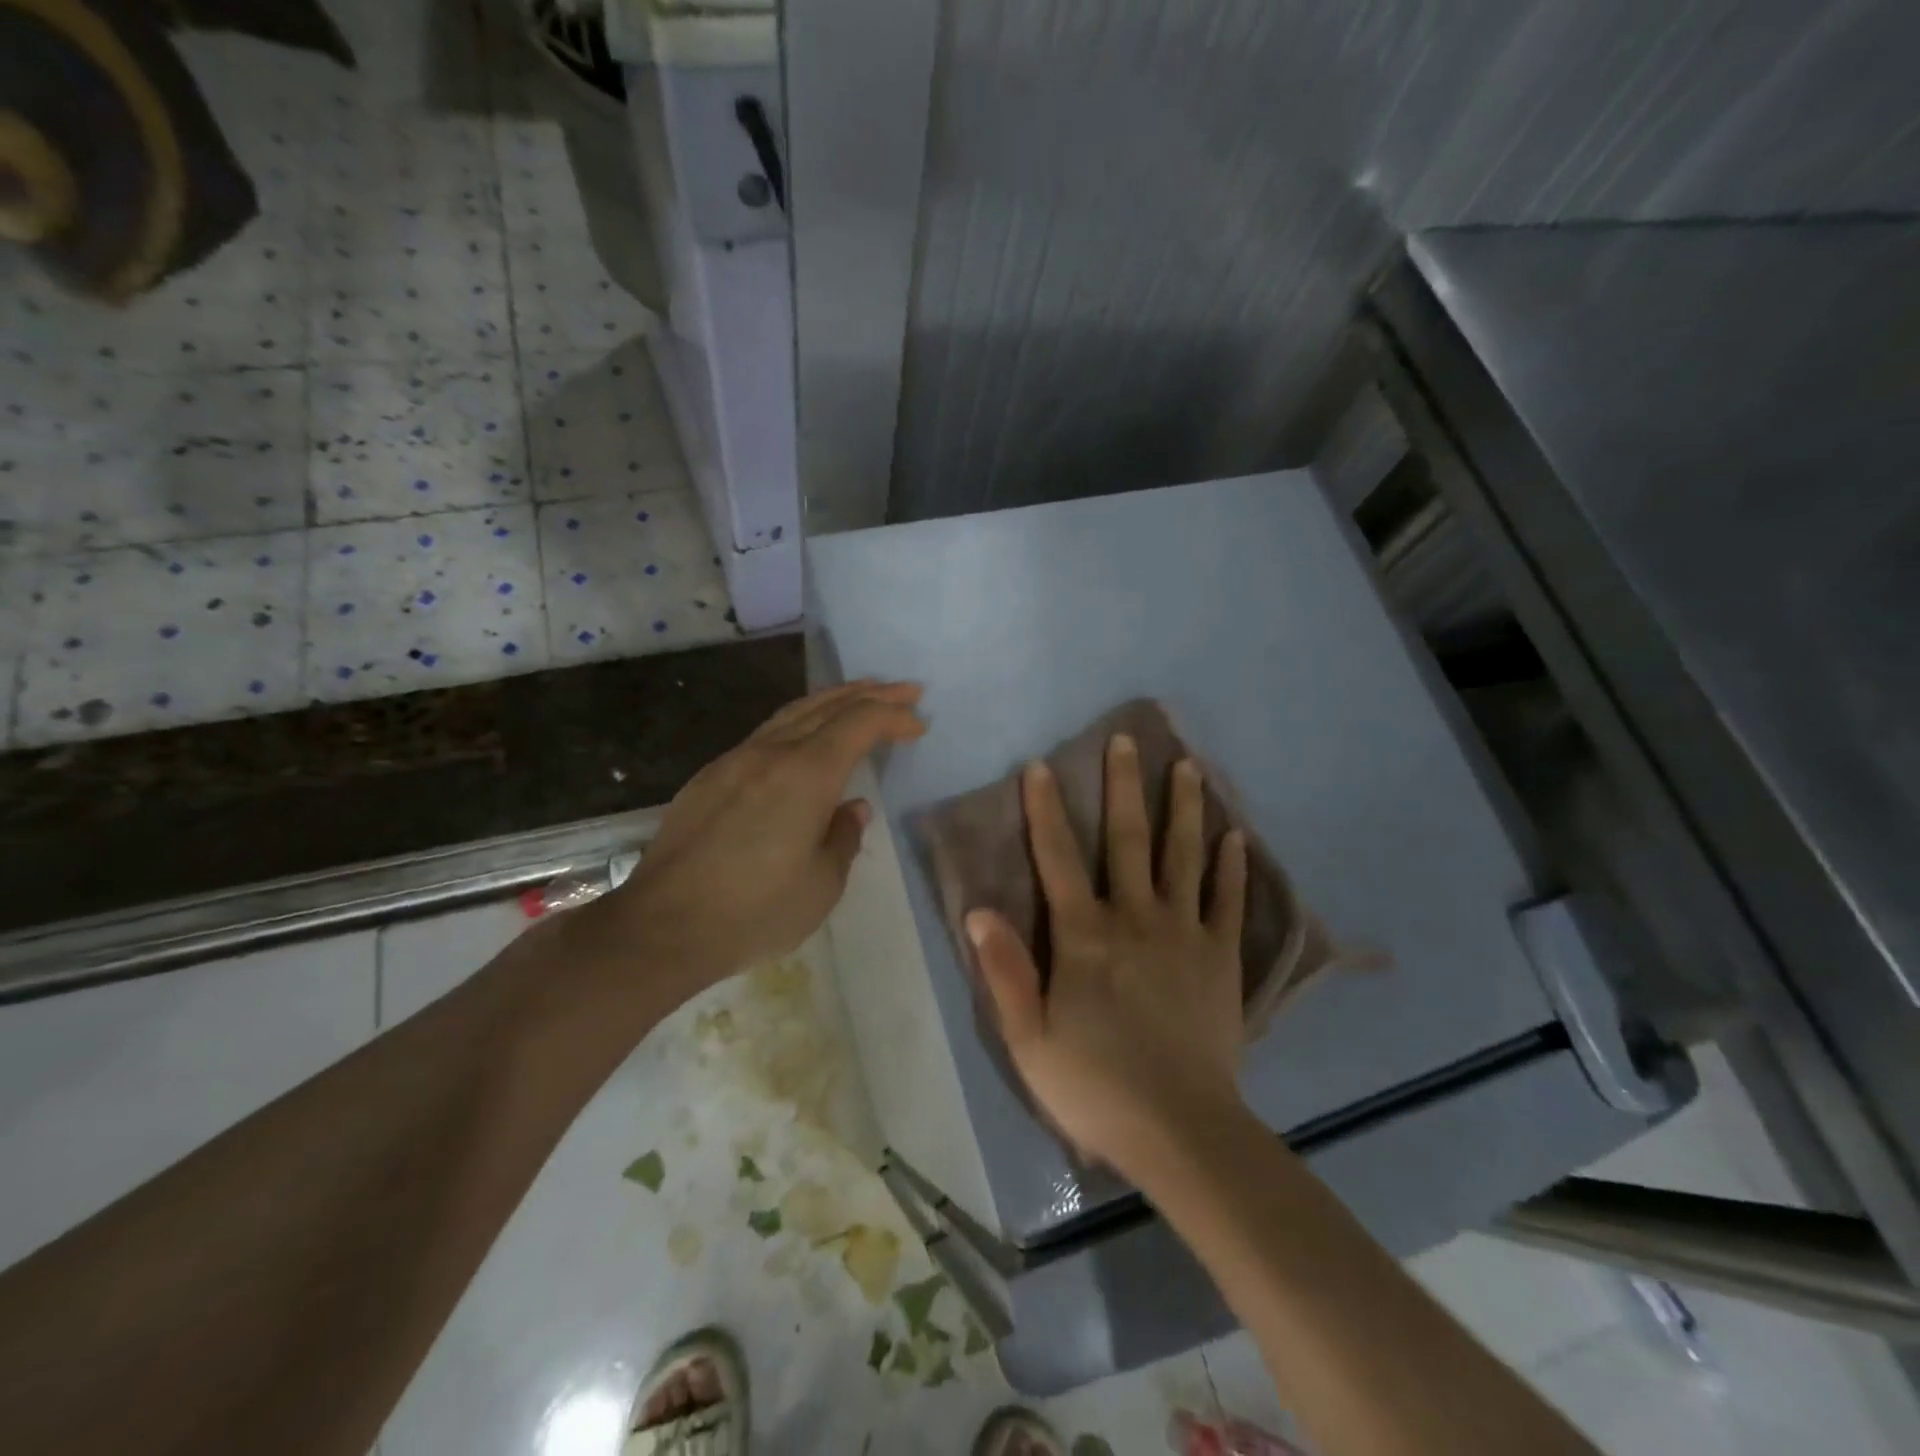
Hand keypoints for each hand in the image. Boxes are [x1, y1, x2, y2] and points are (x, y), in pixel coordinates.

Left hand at [607, 680, 925, 988]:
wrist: (662, 927)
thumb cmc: (753, 912)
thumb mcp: (821, 885)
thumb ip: (843, 837)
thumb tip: (851, 808)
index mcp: (806, 775)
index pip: (859, 724)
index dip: (893, 716)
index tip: (918, 725)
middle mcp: (771, 754)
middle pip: (827, 706)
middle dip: (871, 694)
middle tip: (906, 690)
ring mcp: (735, 760)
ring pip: (792, 712)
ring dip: (833, 699)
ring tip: (861, 695)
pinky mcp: (710, 777)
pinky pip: (766, 733)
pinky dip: (800, 721)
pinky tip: (806, 735)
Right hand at [969, 734, 1248, 1171]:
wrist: (1180, 1130)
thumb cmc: (1094, 1085)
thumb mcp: (1029, 1038)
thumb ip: (1006, 971)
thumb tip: (981, 911)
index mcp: (1084, 936)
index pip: (1058, 859)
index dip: (1046, 810)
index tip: (1042, 766)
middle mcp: (1134, 918)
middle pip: (1127, 840)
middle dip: (1123, 787)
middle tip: (1126, 739)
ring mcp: (1184, 934)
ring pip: (1183, 857)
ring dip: (1183, 809)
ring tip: (1187, 766)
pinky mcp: (1221, 958)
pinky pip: (1228, 902)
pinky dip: (1232, 867)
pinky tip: (1235, 836)